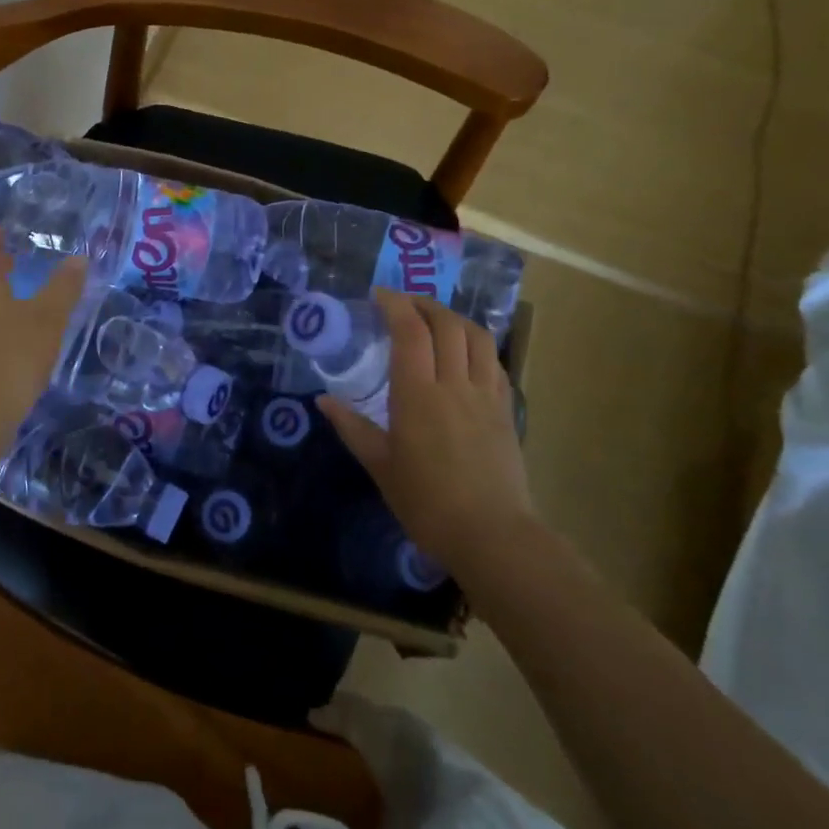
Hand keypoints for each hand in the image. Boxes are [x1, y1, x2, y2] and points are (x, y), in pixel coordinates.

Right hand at [317, 289, 533, 568]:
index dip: (394, 304)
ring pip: (477, 337)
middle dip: (424, 304)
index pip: (410, 331)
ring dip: (454, 318)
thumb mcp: (380, 465)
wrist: (492, 535)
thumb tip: (323, 401)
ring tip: (434, 319)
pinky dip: (476, 345)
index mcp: (418, 394)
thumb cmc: (426, 501)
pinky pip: (494, 362)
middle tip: (402, 303)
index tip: (378, 294)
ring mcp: (485, 394)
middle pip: (446, 324)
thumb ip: (352, 427)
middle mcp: (454, 384)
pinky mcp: (505, 409)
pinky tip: (464, 353)